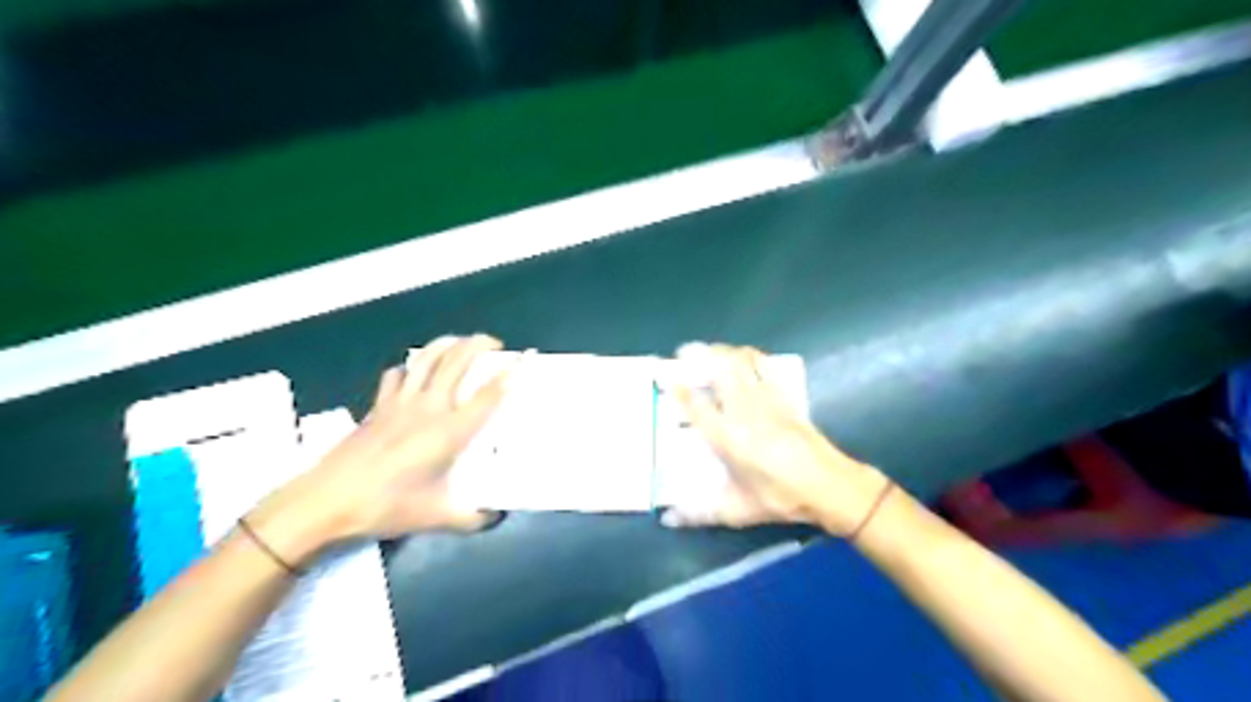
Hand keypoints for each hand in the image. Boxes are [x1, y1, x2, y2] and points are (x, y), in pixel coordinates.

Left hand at [251, 335, 512, 564]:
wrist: (326, 501)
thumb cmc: (386, 506)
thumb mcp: (435, 518)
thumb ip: (471, 517)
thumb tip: (493, 517)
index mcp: (449, 432)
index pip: (487, 395)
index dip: (510, 373)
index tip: (525, 357)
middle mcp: (428, 408)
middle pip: (456, 362)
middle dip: (478, 344)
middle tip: (494, 343)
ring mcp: (400, 403)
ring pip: (426, 359)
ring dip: (446, 344)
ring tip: (460, 342)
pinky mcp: (377, 407)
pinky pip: (397, 375)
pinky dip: (410, 367)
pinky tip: (413, 371)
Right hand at [665, 343, 888, 533]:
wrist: (829, 486)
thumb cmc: (781, 498)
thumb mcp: (737, 511)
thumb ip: (699, 513)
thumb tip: (667, 519)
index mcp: (727, 437)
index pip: (695, 405)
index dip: (676, 386)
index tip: (661, 370)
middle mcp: (743, 411)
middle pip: (719, 370)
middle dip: (699, 355)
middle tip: (684, 351)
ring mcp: (766, 400)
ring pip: (741, 363)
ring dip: (723, 352)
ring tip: (709, 351)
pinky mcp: (785, 398)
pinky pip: (765, 367)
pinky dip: (751, 357)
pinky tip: (744, 358)